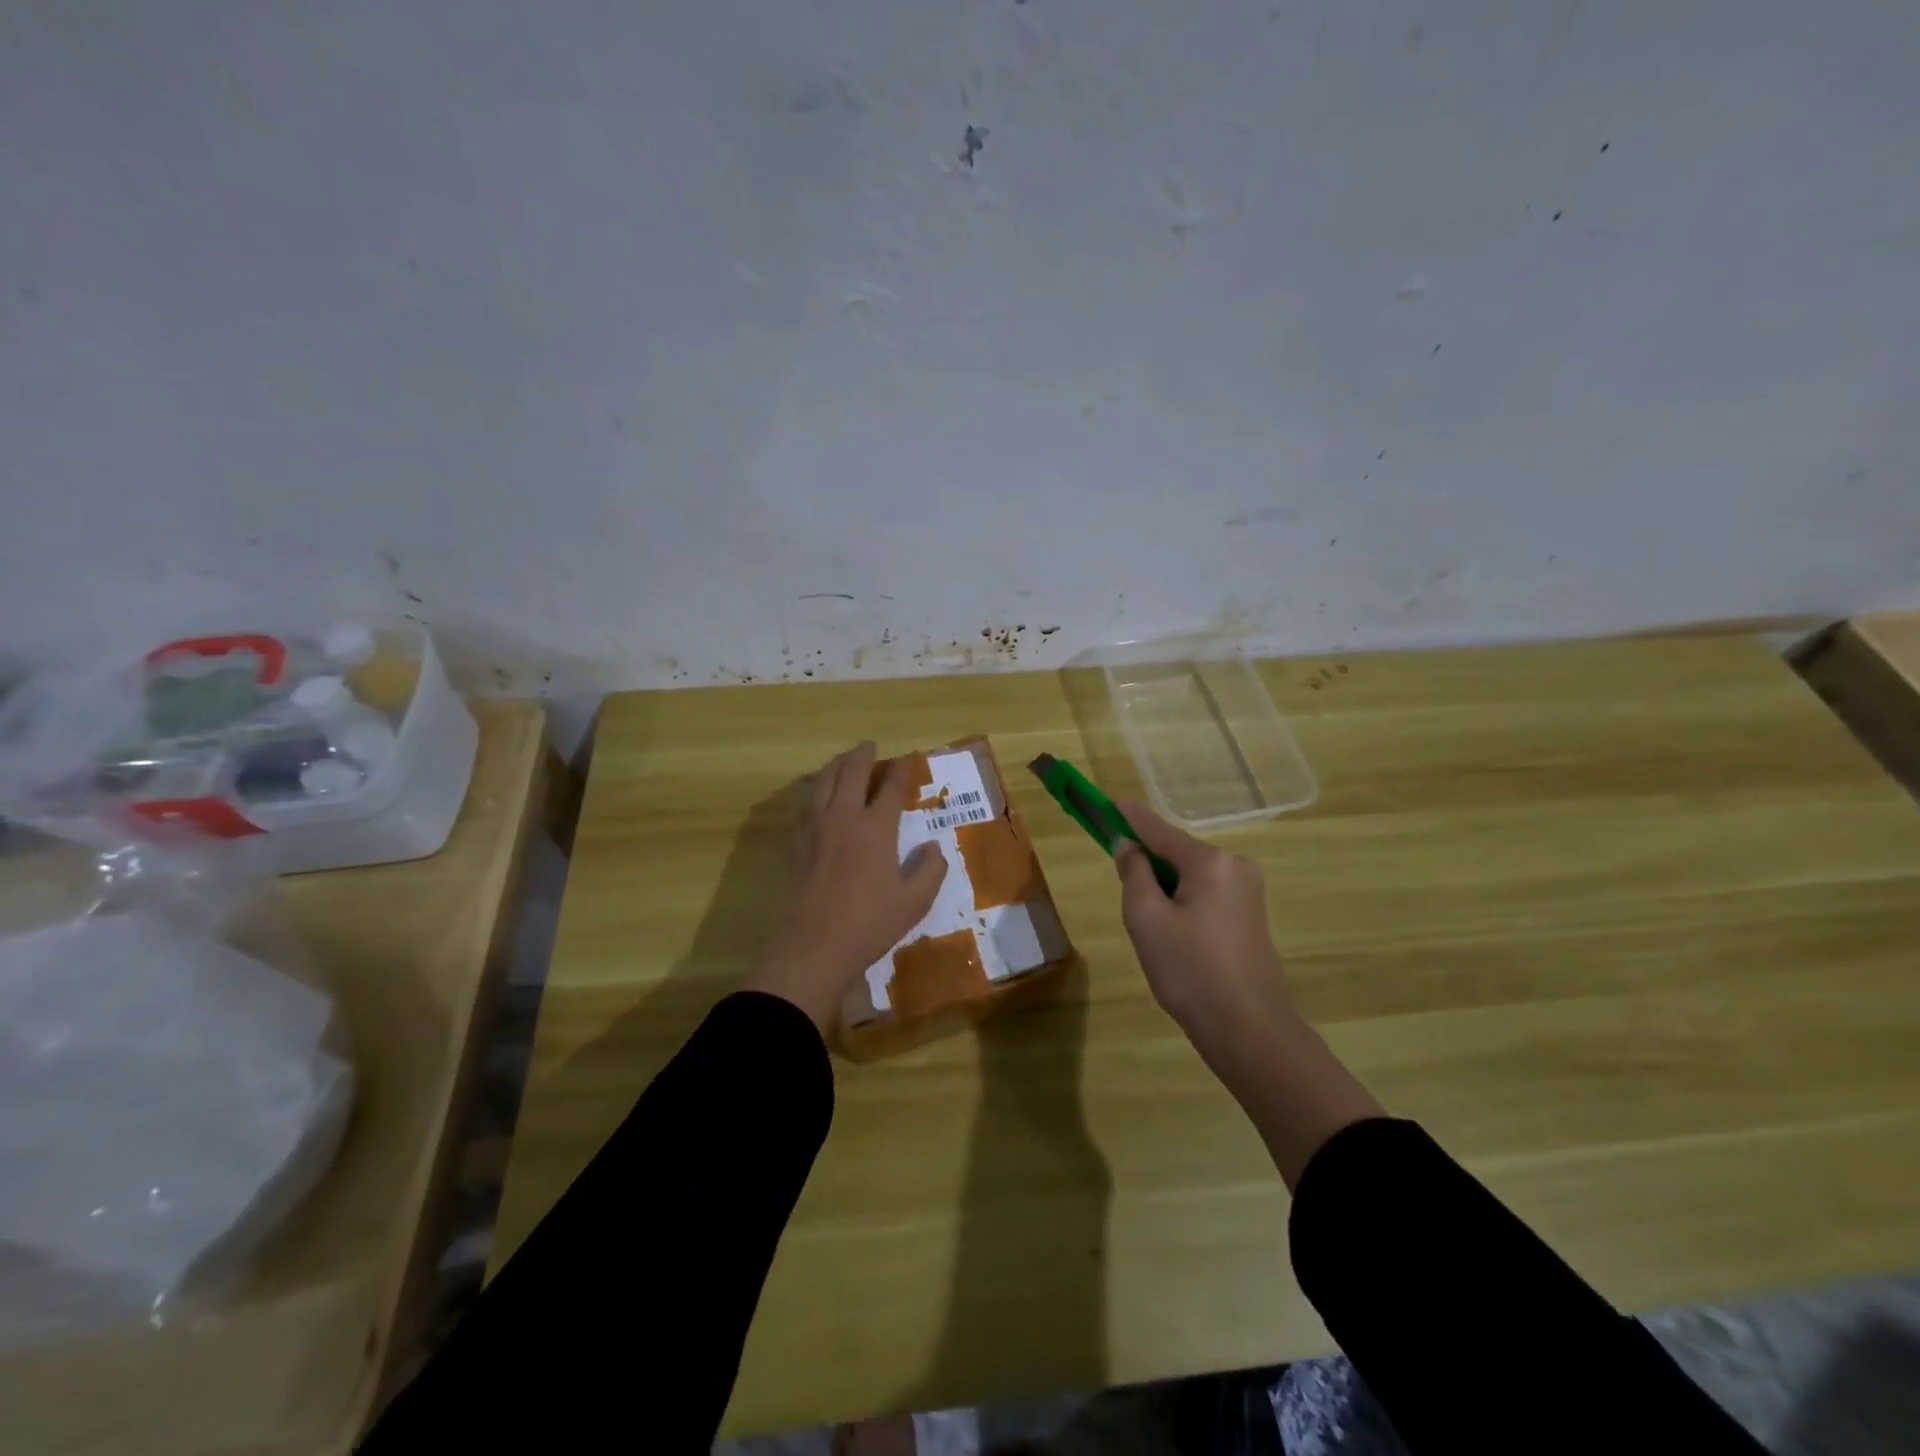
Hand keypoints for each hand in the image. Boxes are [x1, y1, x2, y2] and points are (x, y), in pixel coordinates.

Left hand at [745, 742, 947, 1033]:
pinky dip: (816, 787)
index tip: (908, 760)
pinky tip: (818, 793)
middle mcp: (843, 817)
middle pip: (851, 772)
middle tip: (870, 746)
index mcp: (875, 828)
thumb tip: (933, 847)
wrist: (812, 946)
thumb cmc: (869, 924)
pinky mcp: (796, 842)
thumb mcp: (914, 902)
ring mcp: (815, 827)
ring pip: (823, 781)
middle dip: (863, 755)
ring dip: (836, 765)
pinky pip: (806, 802)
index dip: (901, 770)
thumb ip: (930, 870)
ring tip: (844, 760)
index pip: (891, 787)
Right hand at [1115, 801, 1383, 1187]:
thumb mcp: (1146, 919)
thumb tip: (1129, 846)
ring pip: (1189, 875)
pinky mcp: (1250, 913)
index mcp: (1210, 861)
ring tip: (1153, 932)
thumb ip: (1134, 873)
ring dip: (1164, 888)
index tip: (1107, 804)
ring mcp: (1247, 890)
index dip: (1129, 817)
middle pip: (1175, 852)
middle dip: (1147, 866)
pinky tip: (1175, 938)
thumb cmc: (1190, 971)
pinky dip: (1182, 902)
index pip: (1158, 829)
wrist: (1249, 1030)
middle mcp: (1234, 865)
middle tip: (1128, 903)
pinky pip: (1205, 893)